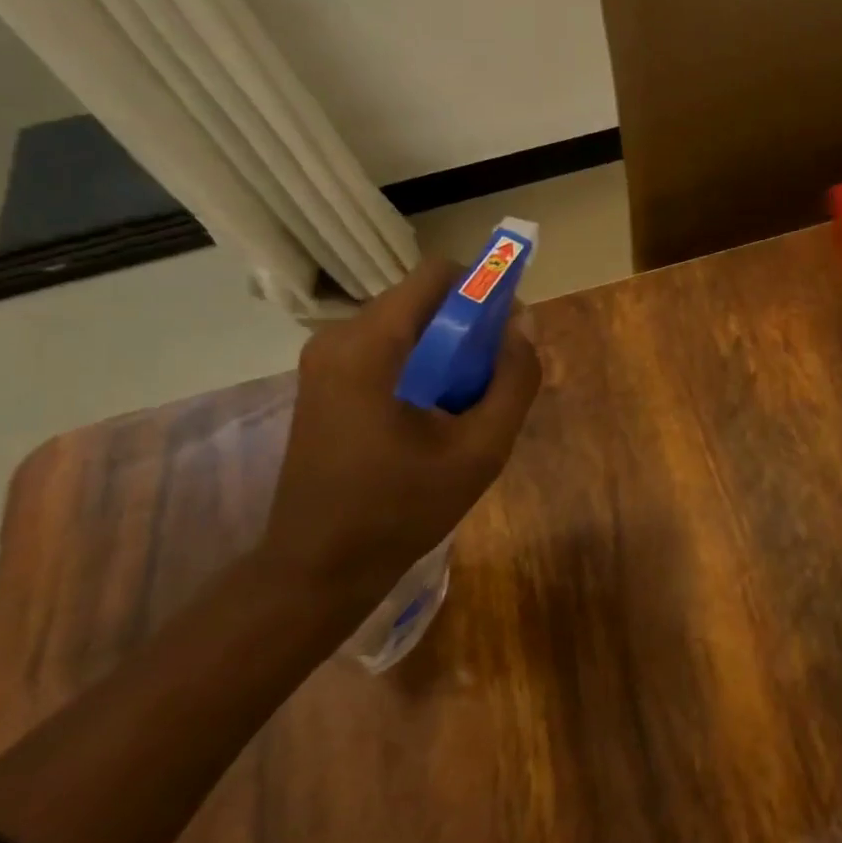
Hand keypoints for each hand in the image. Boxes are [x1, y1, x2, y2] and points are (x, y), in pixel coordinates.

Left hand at [258, 256, 542, 600]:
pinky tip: (433, 417)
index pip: (439, 274)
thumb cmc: (401, 509)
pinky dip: (421, 366)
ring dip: (447, 350)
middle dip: (469, 327)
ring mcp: (325, 360)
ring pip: (407, 326)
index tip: (508, 333)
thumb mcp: (480, 449)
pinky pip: (387, 350)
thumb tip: (523, 325)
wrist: (318, 568)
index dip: (485, 290)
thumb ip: (513, 380)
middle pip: (423, 300)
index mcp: (371, 345)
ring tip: (465, 407)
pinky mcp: (324, 383)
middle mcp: (339, 338)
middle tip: (493, 380)